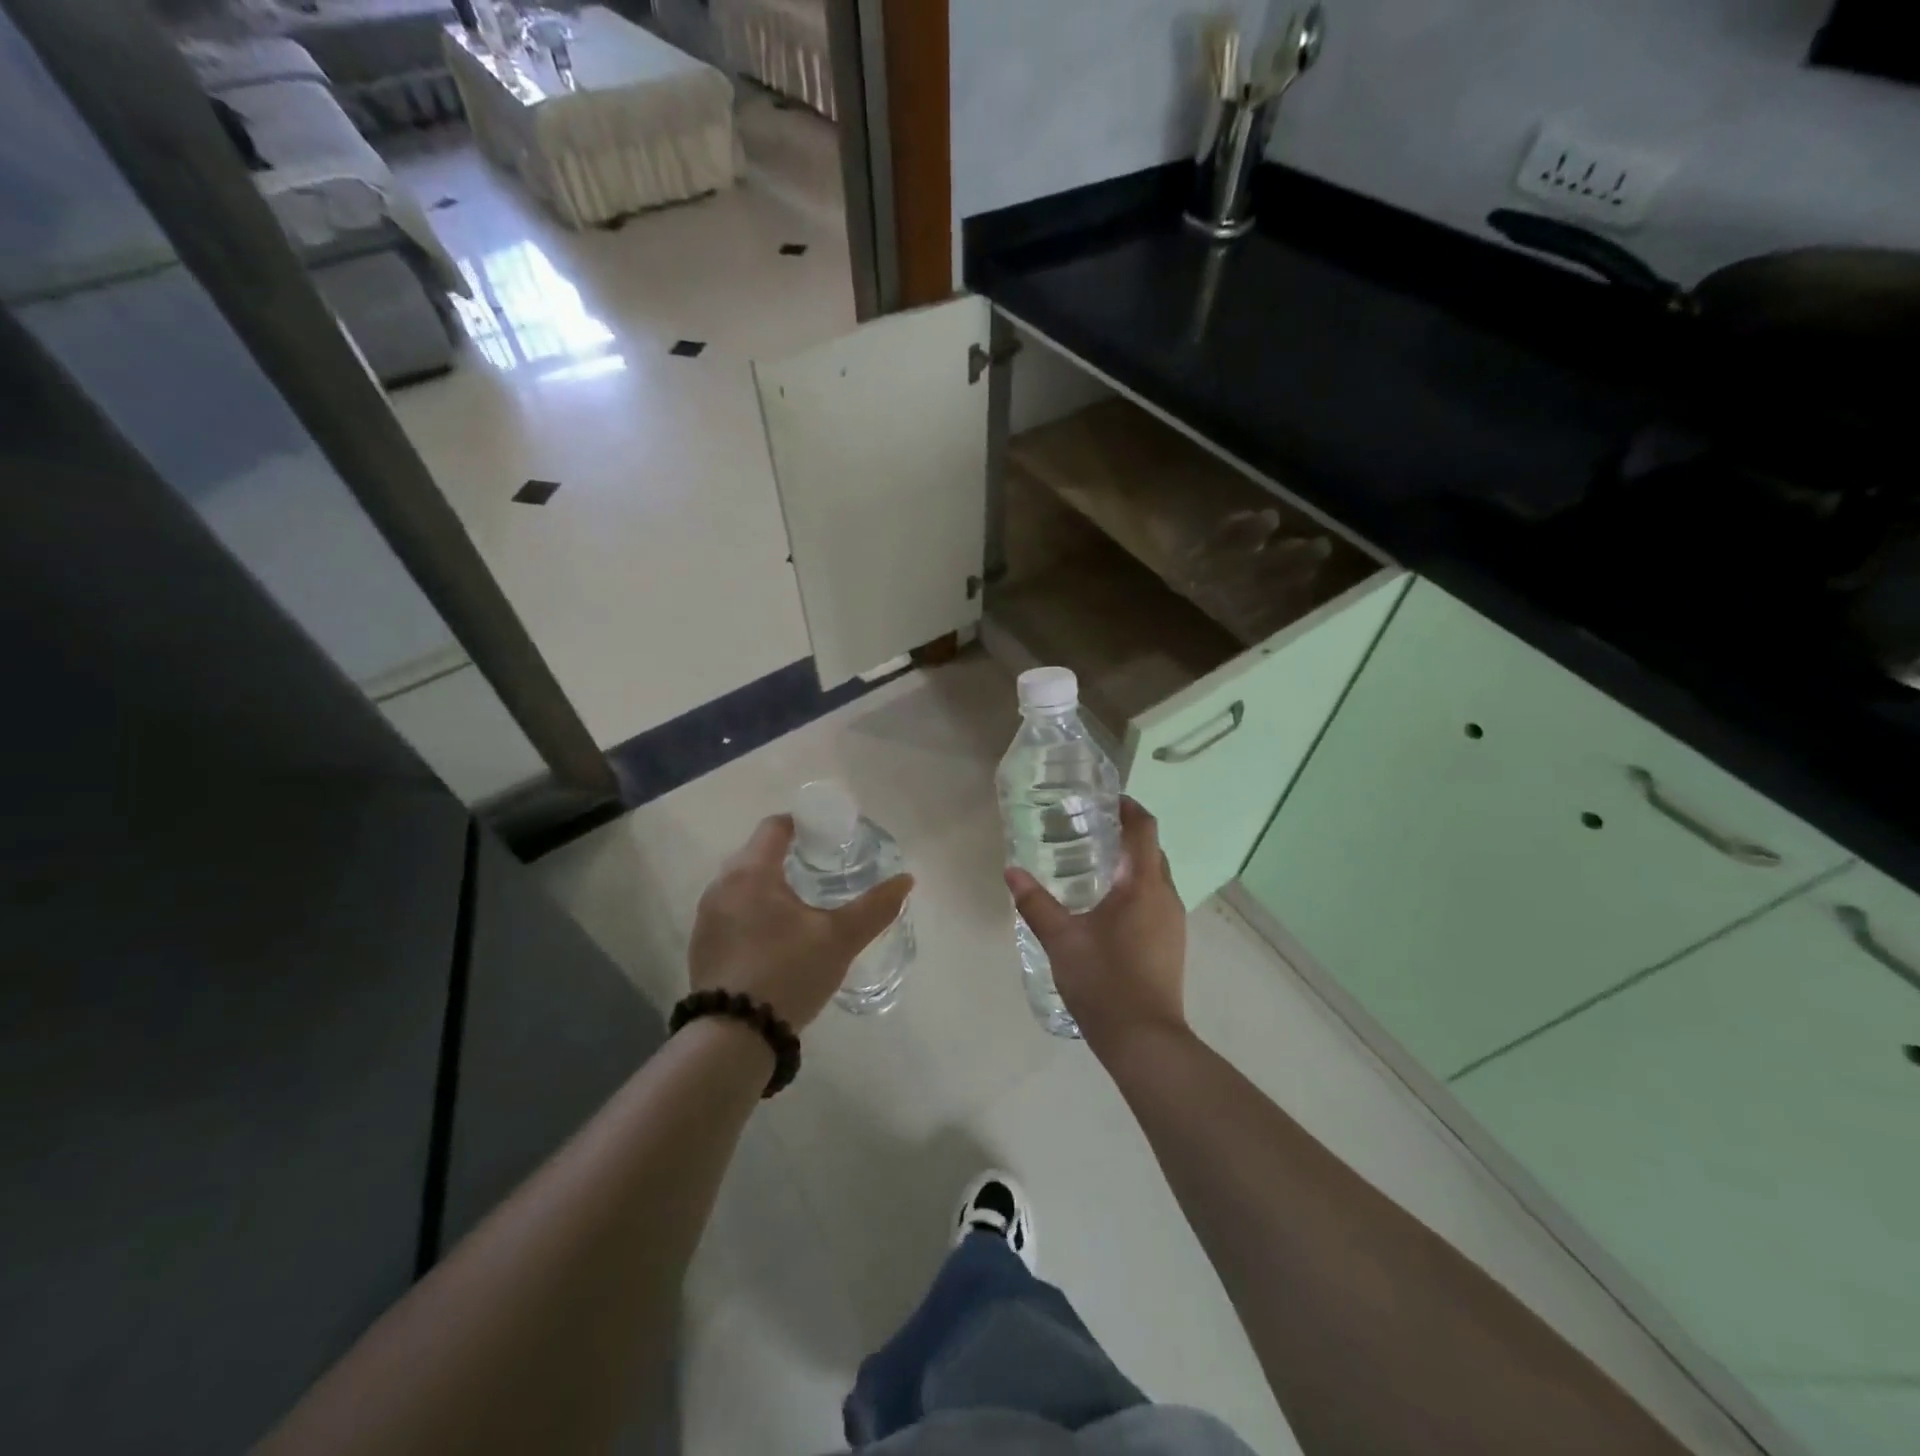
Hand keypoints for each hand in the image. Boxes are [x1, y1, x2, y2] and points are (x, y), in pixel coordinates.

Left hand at [689, 815, 913, 1030]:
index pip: (775, 826)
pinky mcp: (702, 944)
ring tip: (802, 904)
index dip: (803, 824)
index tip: (829, 835)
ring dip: (770, 885)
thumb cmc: (788, 972)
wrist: (734, 1035)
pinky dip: (754, 911)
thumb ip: (875, 906)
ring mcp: (707, 916)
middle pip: (757, 853)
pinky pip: (732, 911)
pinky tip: (776, 937)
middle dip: (790, 855)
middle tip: (823, 869)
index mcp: (752, 871)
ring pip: (743, 884)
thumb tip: (906, 879)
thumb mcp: (840, 938)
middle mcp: (722, 884)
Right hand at [1004, 797, 1188, 1057]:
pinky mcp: (1171, 943)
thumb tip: (1011, 871)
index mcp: (1143, 886)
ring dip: (1132, 864)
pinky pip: (1156, 900)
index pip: (1144, 829)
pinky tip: (1107, 905)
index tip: (1106, 798)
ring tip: (1094, 864)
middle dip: (1127, 834)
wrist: (1143, 1039)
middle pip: (1151, 851)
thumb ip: (1035, 902)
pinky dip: (1136, 888)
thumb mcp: (1061, 939)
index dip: (1129, 807)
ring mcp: (1173, 922)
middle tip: (1090, 829)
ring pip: (1155, 877)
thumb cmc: (1103, 981)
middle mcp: (1165, 897)